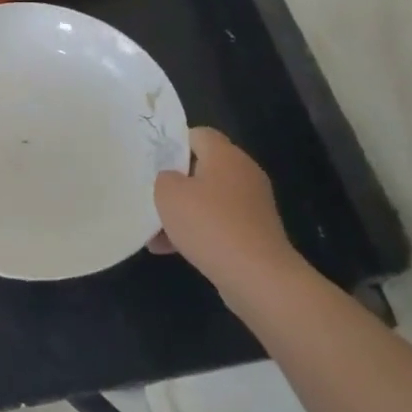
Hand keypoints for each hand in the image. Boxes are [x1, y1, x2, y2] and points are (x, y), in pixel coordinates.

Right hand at [149, 128, 299, 293]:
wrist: (258, 277)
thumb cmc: (209, 224)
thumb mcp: (168, 194)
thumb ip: (163, 178)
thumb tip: (172, 181)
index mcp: (225, 155)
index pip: (198, 134)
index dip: (173, 144)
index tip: (153, 163)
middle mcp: (244, 173)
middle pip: (203, 168)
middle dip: (176, 184)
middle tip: (152, 196)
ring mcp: (253, 205)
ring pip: (209, 200)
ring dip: (184, 213)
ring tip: (155, 233)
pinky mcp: (256, 234)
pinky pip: (220, 224)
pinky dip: (199, 233)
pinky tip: (172, 251)